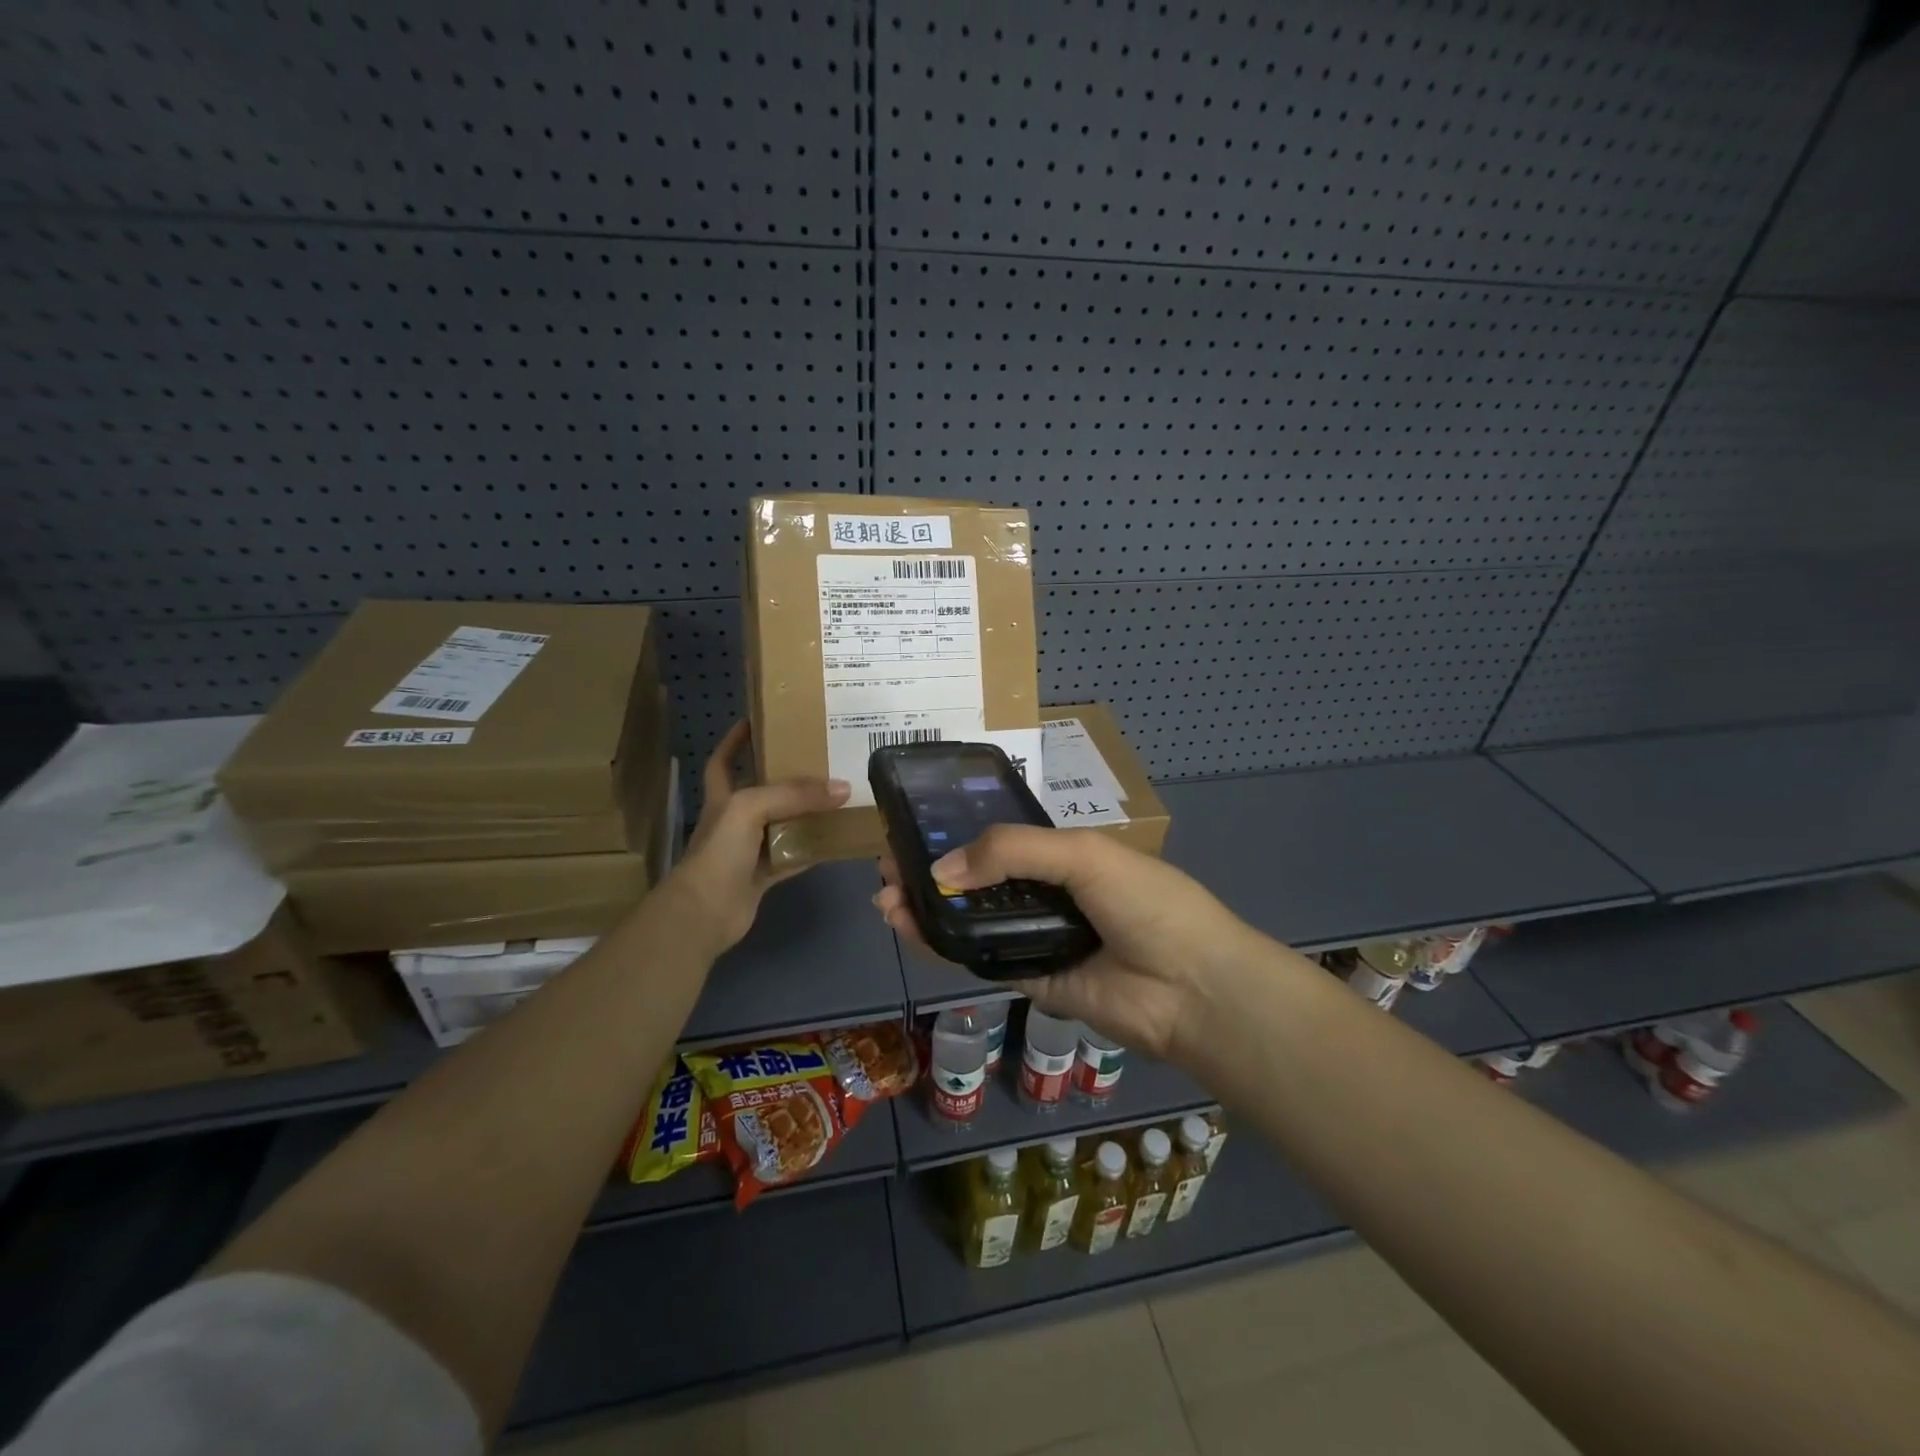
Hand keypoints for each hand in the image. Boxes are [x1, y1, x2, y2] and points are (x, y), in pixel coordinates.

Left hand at [667, 721, 849, 953]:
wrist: (705, 912)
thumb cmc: (719, 851)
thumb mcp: (750, 808)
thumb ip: (794, 795)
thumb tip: (842, 788)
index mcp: (722, 798)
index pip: (723, 761)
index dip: (735, 740)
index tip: (758, 721)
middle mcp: (734, 820)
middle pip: (761, 791)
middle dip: (786, 775)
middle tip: (819, 758)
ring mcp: (748, 850)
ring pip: (782, 824)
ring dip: (806, 813)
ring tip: (838, 795)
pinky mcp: (763, 875)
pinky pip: (794, 856)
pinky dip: (814, 849)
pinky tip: (837, 839)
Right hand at [876, 825, 1261, 1061]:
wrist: (1191, 988)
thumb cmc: (1145, 903)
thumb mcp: (1082, 854)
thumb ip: (1011, 851)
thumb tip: (940, 870)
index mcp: (1064, 855)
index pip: (999, 840)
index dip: (956, 834)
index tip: (913, 831)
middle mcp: (1046, 894)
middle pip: (977, 880)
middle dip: (931, 871)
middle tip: (887, 866)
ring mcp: (1036, 938)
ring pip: (971, 920)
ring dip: (927, 908)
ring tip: (886, 896)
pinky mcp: (1029, 980)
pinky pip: (978, 958)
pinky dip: (942, 945)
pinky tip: (909, 928)